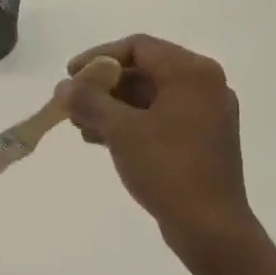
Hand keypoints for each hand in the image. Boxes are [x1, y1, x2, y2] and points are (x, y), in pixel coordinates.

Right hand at [62, 35, 263, 268]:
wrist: (211, 227)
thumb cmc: (168, 169)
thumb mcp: (121, 131)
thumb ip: (90, 101)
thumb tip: (64, 87)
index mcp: (192, 73)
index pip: (138, 47)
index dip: (99, 57)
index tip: (70, 75)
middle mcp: (205, 86)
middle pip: (145, 71)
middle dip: (104, 86)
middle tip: (72, 104)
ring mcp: (206, 114)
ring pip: (150, 97)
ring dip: (113, 107)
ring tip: (80, 126)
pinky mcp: (202, 140)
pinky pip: (160, 118)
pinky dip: (131, 123)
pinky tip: (101, 140)